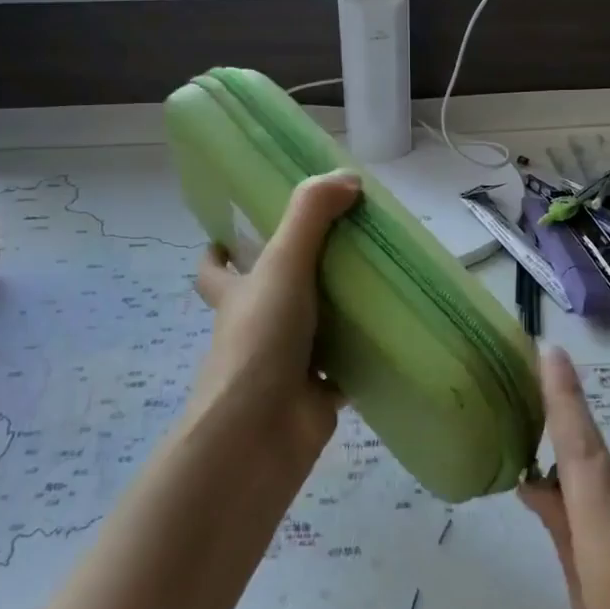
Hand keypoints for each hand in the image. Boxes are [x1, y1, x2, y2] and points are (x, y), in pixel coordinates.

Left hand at [191, 171, 360, 468]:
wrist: (261, 431)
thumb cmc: (261, 340)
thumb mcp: (283, 265)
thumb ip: (310, 217)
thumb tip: (347, 177)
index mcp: (237, 297)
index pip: (215, 270)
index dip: (221, 251)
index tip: (240, 231)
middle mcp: (256, 330)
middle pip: (268, 297)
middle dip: (295, 277)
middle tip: (338, 248)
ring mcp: (286, 365)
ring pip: (311, 333)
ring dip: (336, 314)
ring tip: (376, 282)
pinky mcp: (316, 395)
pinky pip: (344, 370)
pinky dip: (363, 357)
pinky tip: (394, 336)